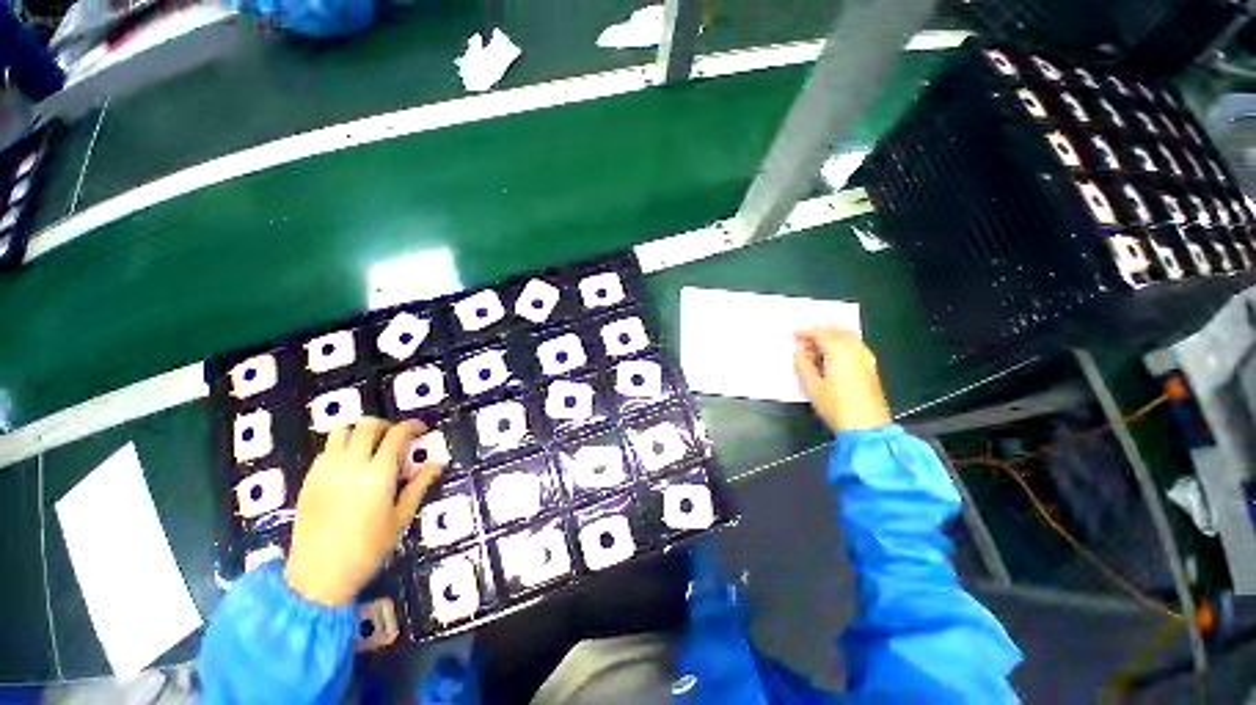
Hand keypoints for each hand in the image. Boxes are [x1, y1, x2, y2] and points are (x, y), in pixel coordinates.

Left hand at [284, 419, 443, 606]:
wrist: (318, 575)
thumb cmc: (367, 549)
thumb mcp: (400, 517)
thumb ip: (418, 485)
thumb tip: (437, 464)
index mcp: (377, 474)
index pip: (396, 434)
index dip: (411, 426)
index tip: (420, 429)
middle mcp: (350, 464)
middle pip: (367, 425)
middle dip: (386, 425)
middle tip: (397, 438)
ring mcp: (326, 470)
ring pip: (342, 430)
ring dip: (361, 432)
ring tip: (371, 446)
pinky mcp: (309, 478)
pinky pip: (327, 449)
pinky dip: (343, 446)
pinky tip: (351, 464)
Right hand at [792, 326, 891, 432]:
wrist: (867, 427)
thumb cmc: (836, 407)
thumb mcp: (812, 387)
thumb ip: (803, 365)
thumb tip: (799, 352)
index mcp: (839, 352)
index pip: (820, 334)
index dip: (805, 332)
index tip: (793, 335)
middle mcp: (855, 350)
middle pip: (836, 331)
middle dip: (819, 331)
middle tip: (804, 340)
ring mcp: (866, 358)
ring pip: (848, 336)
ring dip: (832, 335)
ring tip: (817, 346)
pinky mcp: (871, 367)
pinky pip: (855, 345)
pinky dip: (842, 342)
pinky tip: (834, 354)